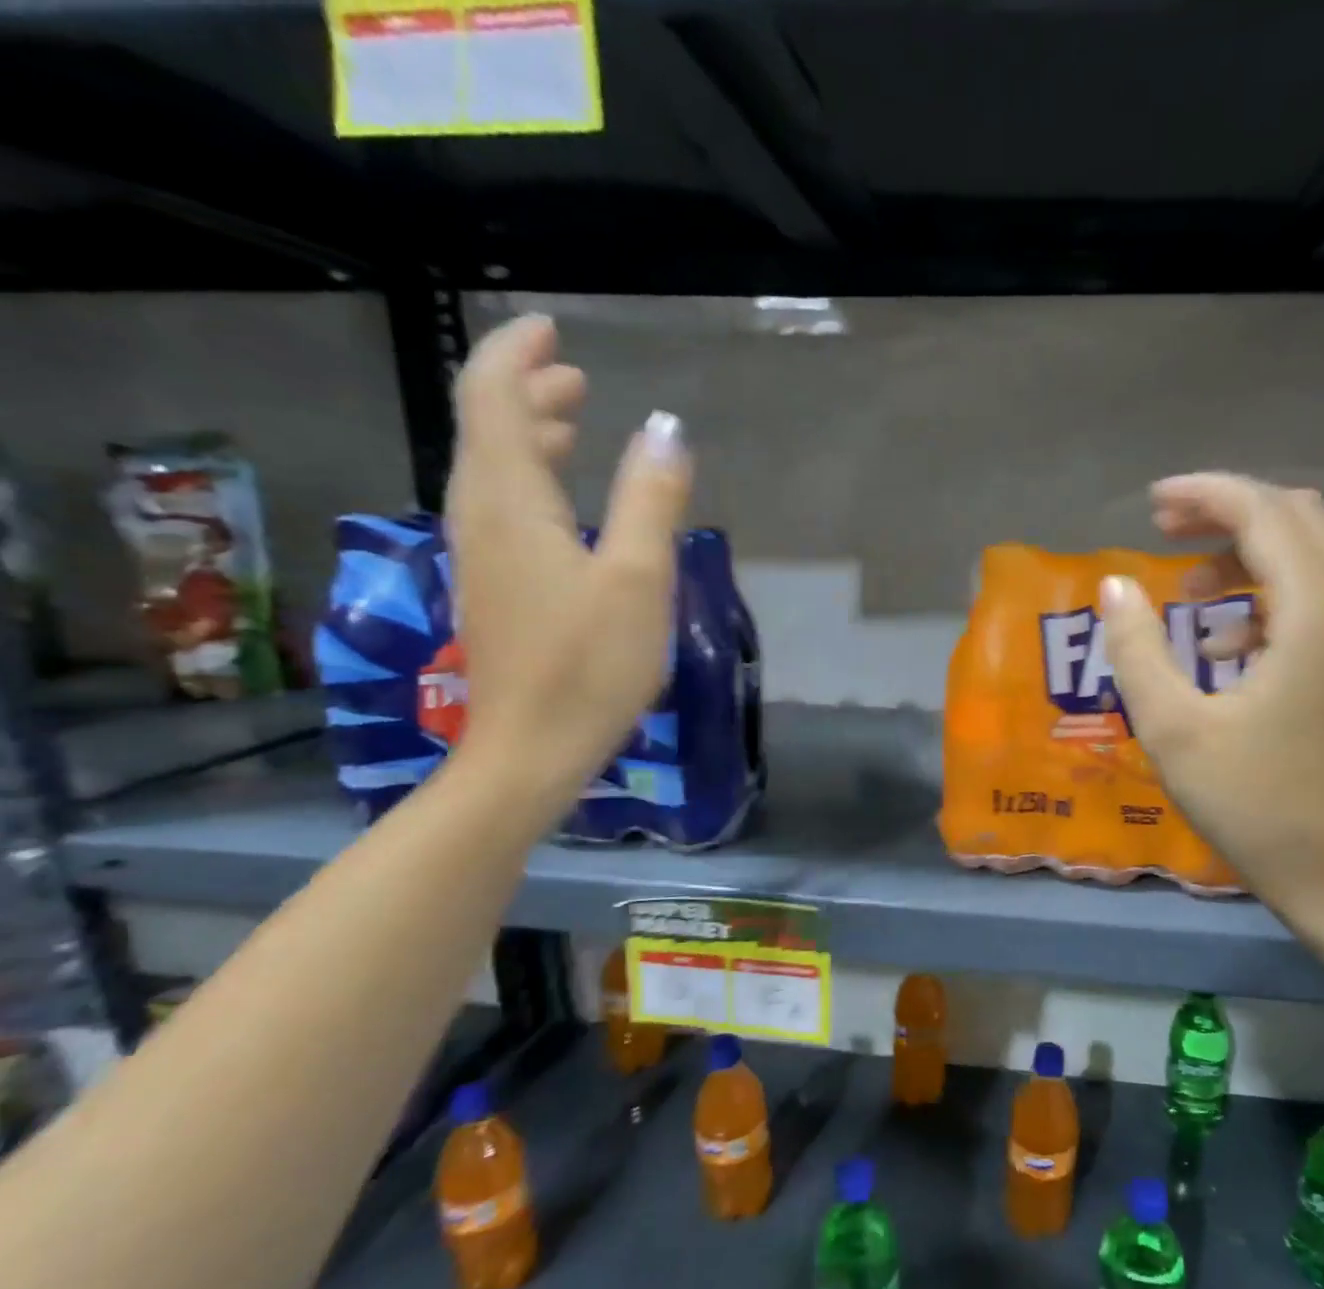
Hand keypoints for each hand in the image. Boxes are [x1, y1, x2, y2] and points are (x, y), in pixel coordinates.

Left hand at [444, 315, 690, 809]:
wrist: (530, 751)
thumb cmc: (589, 666)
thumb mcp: (638, 581)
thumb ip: (652, 500)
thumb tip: (667, 428)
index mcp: (510, 502)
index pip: (495, 399)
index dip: (517, 354)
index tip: (550, 328)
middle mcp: (481, 516)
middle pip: (487, 428)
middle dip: (527, 390)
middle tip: (575, 375)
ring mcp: (482, 555)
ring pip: (493, 470)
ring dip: (529, 435)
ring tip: (575, 422)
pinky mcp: (495, 588)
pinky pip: (502, 508)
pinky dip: (531, 480)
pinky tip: (566, 500)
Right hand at [1100, 473, 1323, 923]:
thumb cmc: (1256, 805)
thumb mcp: (1174, 728)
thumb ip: (1137, 649)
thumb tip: (1116, 586)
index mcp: (1318, 612)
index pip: (1264, 513)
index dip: (1205, 495)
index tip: (1152, 503)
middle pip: (1297, 519)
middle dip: (1228, 514)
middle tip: (1166, 532)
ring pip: (1316, 555)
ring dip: (1251, 556)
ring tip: (1191, 596)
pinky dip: (1274, 596)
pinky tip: (1230, 647)